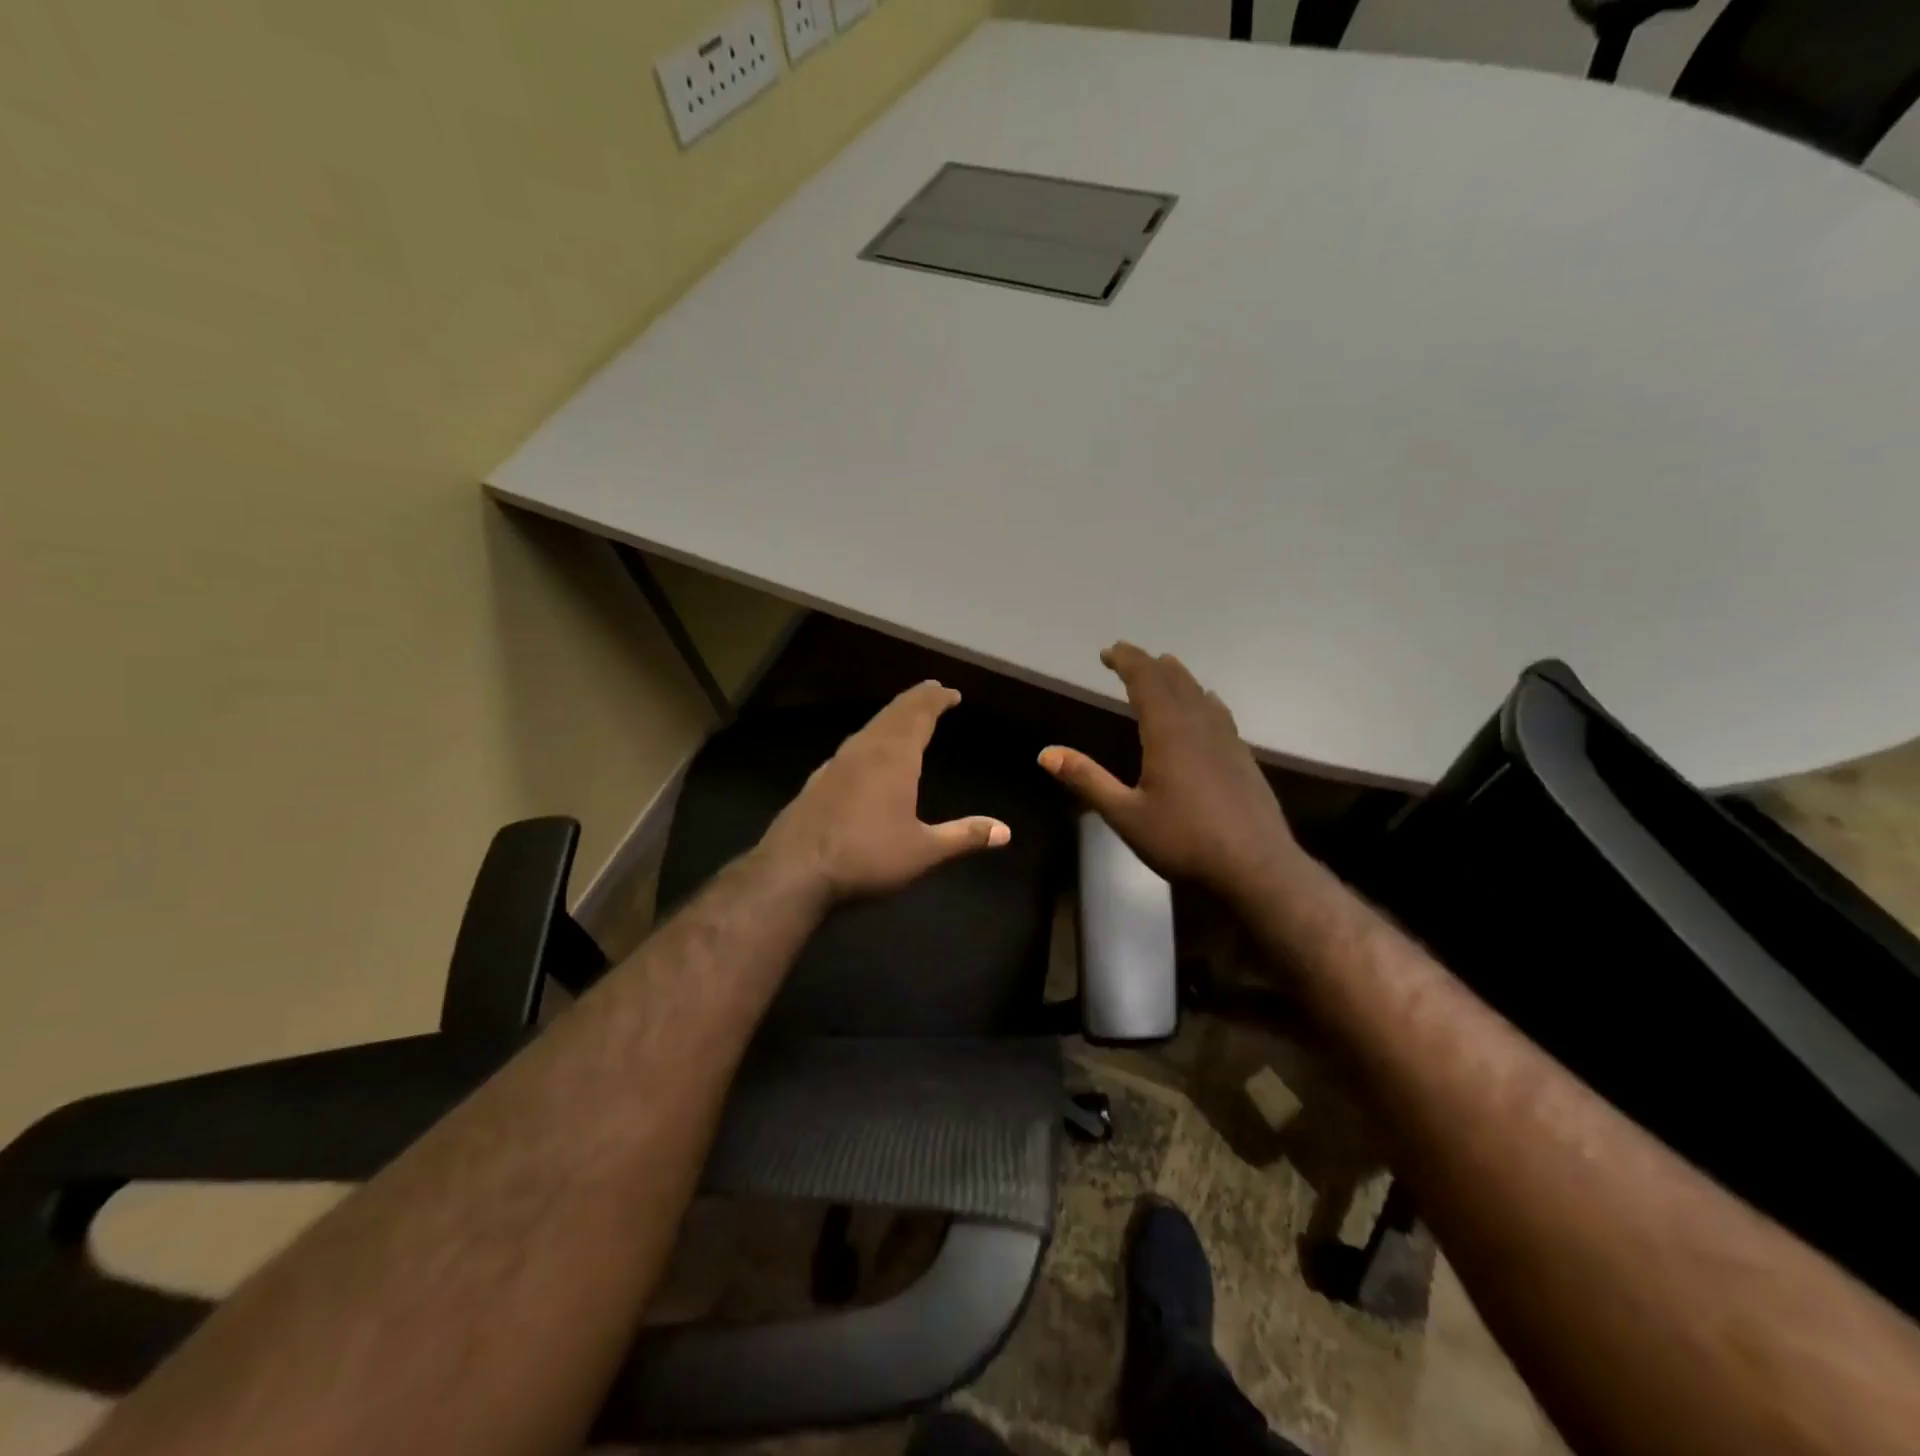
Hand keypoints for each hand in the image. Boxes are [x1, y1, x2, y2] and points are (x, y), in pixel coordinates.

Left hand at [760, 681, 1011, 901]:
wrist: (794, 871)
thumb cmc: (866, 856)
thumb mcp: (923, 851)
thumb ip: (964, 836)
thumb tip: (1006, 831)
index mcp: (894, 757)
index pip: (920, 714)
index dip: (937, 700)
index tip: (951, 692)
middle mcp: (865, 750)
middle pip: (893, 713)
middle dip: (916, 700)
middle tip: (932, 691)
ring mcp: (837, 763)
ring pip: (870, 728)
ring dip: (892, 717)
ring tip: (906, 717)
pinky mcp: (818, 780)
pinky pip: (853, 746)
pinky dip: (872, 738)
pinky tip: (867, 754)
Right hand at [1038, 644, 1300, 897]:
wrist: (1256, 867)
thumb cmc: (1184, 841)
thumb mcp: (1125, 815)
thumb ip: (1087, 780)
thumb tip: (1046, 753)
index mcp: (1168, 732)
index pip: (1146, 680)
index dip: (1126, 660)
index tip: (1107, 651)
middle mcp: (1199, 725)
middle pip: (1174, 680)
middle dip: (1148, 664)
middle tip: (1127, 657)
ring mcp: (1227, 739)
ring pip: (1200, 693)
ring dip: (1177, 677)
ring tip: (1163, 670)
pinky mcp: (1243, 757)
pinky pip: (1219, 712)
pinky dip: (1202, 698)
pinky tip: (1207, 706)